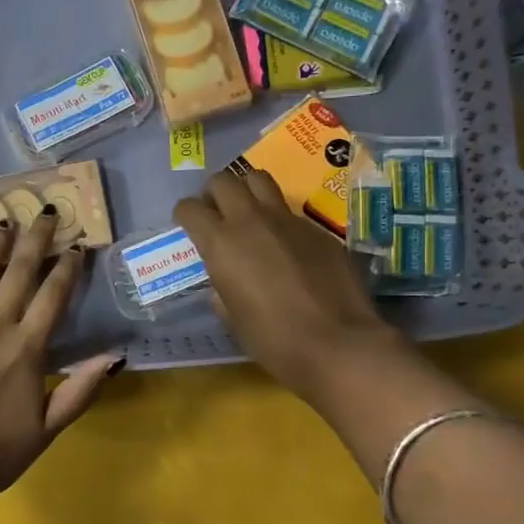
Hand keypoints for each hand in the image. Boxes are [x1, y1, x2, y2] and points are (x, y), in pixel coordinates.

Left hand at [0, 208, 120, 510]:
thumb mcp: (48, 429)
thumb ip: (81, 390)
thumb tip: (116, 356)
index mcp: (26, 349)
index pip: (52, 296)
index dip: (67, 268)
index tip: (76, 246)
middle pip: (18, 273)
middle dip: (35, 240)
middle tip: (44, 212)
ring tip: (3, 223)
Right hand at [175, 168, 398, 405]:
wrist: (337, 343)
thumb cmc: (273, 339)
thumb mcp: (231, 318)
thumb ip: (221, 288)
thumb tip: (223, 280)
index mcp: (221, 242)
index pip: (190, 208)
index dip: (185, 215)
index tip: (188, 226)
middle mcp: (251, 220)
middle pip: (224, 181)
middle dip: (214, 193)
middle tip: (217, 214)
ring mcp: (288, 220)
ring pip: (260, 180)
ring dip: (247, 191)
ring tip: (249, 215)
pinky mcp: (318, 229)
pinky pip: (291, 212)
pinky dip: (280, 220)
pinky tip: (287, 248)